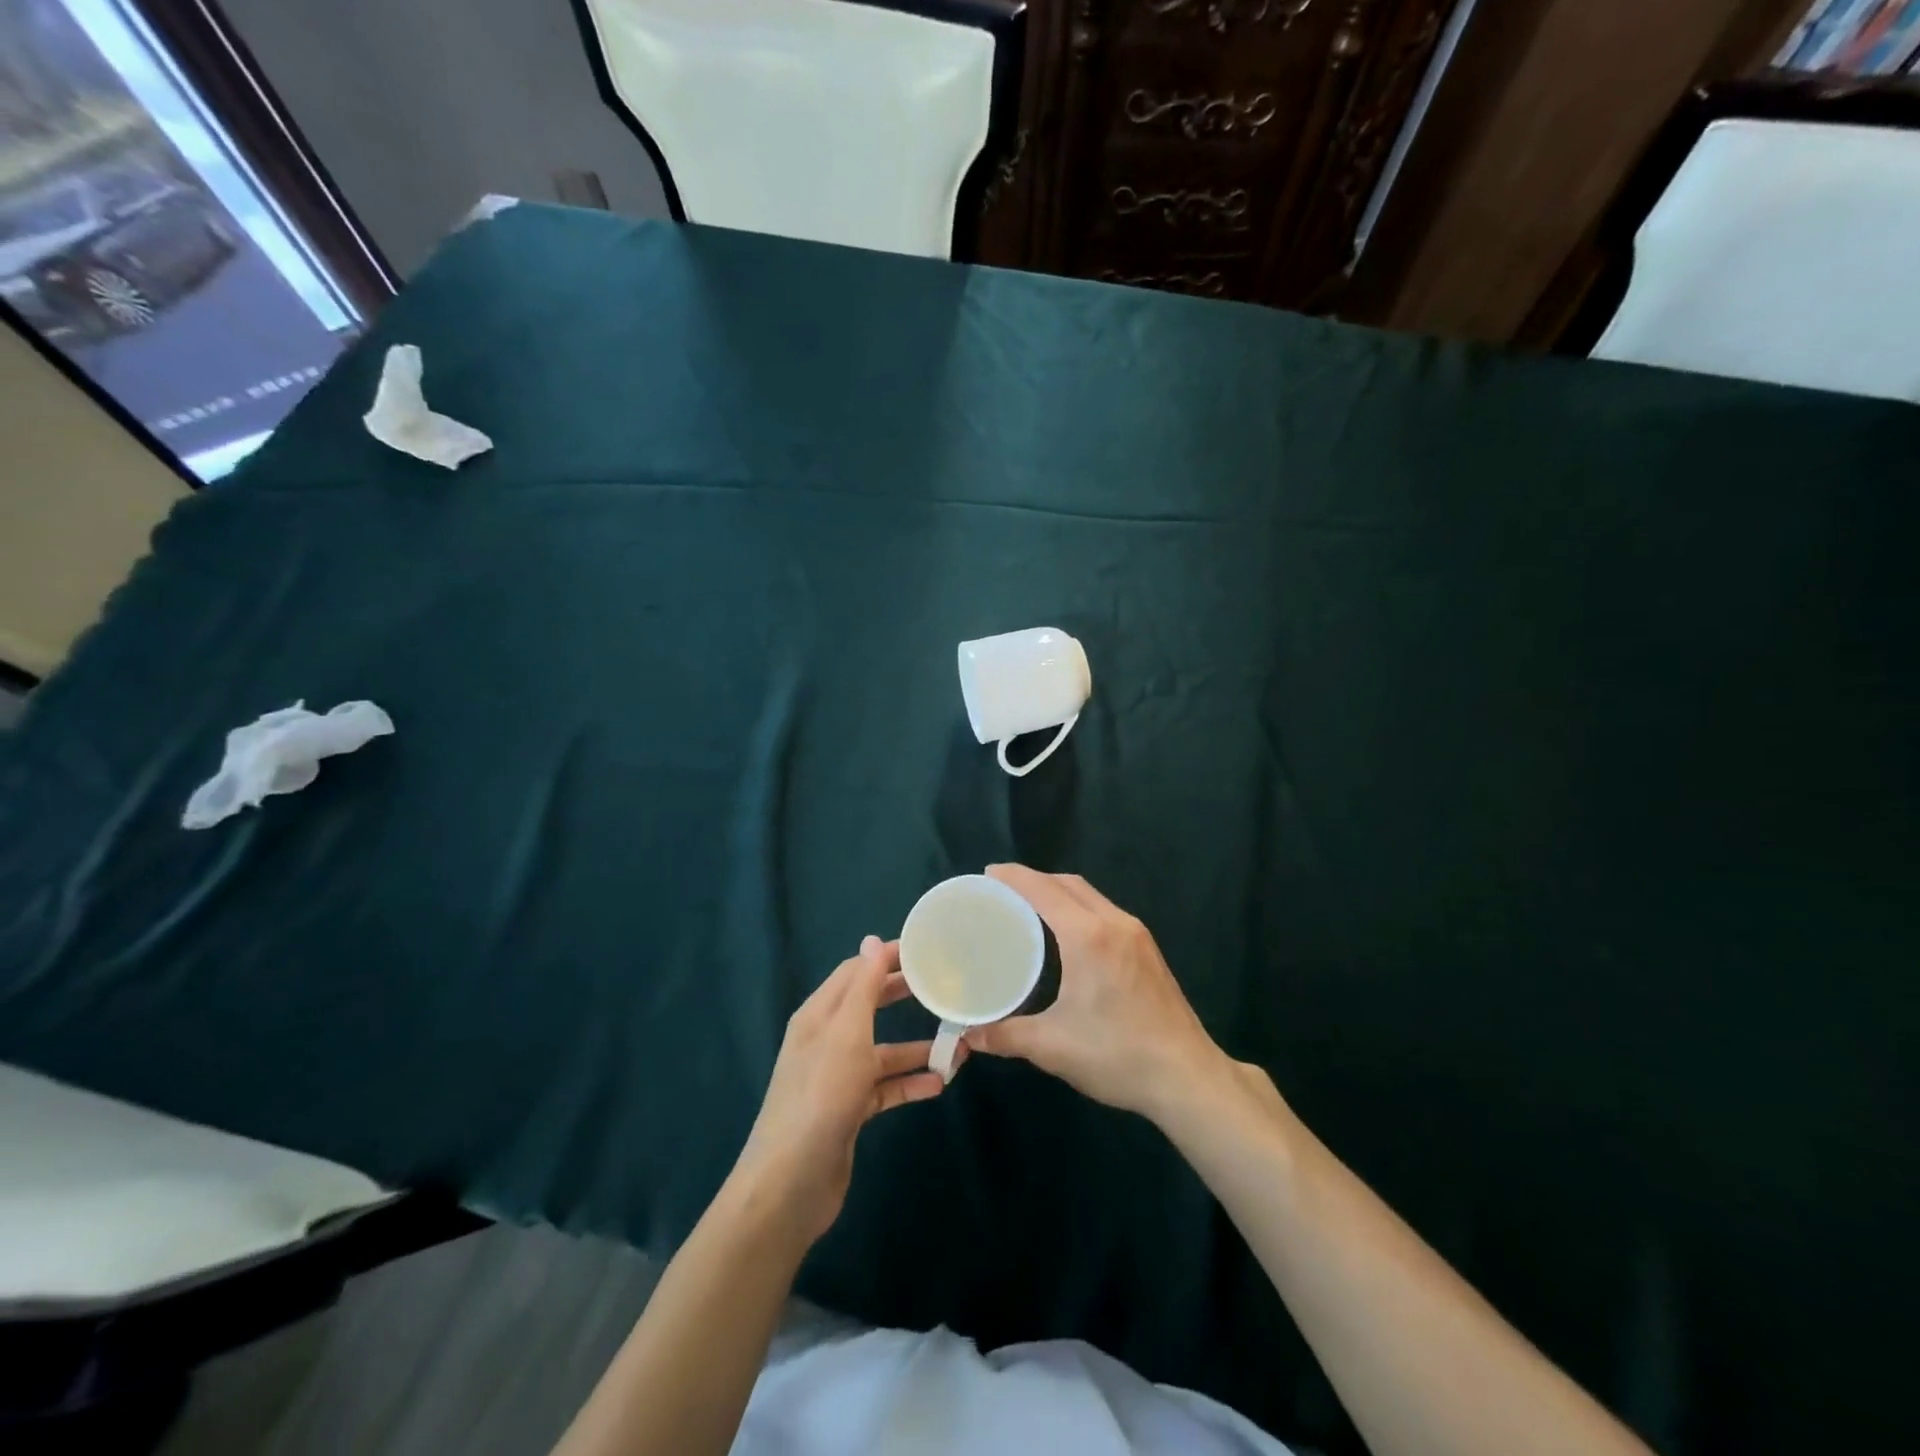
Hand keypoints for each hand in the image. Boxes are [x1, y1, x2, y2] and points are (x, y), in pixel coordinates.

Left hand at [732, 936, 955, 1246]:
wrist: (792, 1182)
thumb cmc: (822, 1094)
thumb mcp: (846, 1032)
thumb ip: (863, 985)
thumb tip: (872, 939)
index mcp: (819, 1015)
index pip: (855, 971)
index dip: (886, 958)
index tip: (926, 951)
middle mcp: (826, 1040)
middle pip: (869, 1006)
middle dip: (903, 995)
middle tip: (943, 987)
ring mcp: (837, 1078)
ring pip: (882, 1052)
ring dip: (916, 1048)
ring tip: (958, 1046)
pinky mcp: (849, 1111)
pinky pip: (885, 1088)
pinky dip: (910, 1083)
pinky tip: (940, 1084)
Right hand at [962, 865, 1227, 1123]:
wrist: (1188, 1077)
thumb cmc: (1117, 1055)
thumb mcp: (1053, 1047)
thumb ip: (1006, 1035)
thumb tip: (969, 1036)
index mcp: (1088, 936)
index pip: (1044, 890)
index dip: (1014, 877)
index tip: (988, 873)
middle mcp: (1114, 923)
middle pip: (1068, 884)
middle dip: (1034, 879)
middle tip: (1002, 891)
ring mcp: (1136, 934)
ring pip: (1090, 895)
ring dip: (1059, 891)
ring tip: (1028, 907)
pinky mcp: (1147, 950)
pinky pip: (1105, 911)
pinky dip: (1078, 907)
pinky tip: (1066, 932)